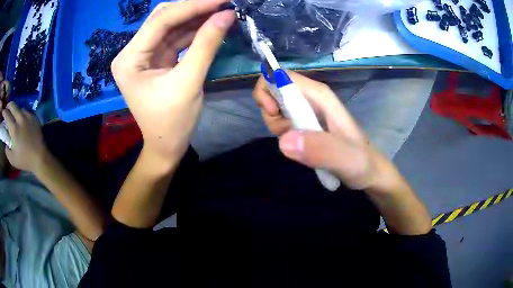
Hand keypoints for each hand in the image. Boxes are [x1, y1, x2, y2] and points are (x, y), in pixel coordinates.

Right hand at [2, 102, 48, 173]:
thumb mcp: (12, 159)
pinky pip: (26, 111)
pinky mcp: (34, 117)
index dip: (4, 112)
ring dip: (15, 109)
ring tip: (13, 113)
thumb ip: (7, 150)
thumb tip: (6, 143)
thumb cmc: (24, 160)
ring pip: (19, 107)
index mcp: (14, 129)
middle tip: (7, 107)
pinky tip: (21, 118)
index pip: (7, 115)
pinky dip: (21, 112)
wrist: (40, 157)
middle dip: (9, 105)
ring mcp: (28, 116)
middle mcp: (20, 119)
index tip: (3, 112)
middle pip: (13, 106)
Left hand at [111, 0, 234, 169]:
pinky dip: (195, 30)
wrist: (166, 145)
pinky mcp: (156, 57)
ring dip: (197, 17)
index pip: (160, 21)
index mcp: (129, 60)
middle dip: (194, 8)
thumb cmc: (172, 122)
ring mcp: (144, 54)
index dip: (193, 6)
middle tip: (222, 3)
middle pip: (163, 18)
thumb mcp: (189, 82)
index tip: (222, 0)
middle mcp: (132, 52)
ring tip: (222, 11)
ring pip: (171, 25)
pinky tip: (212, 23)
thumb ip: (206, 44)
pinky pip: (176, 36)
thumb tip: (227, 15)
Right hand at [253, 71, 397, 189]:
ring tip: (300, 145)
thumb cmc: (362, 162)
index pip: (281, 75)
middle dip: (272, 114)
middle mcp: (311, 98)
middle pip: (274, 91)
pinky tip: (300, 147)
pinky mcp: (305, 123)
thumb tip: (284, 141)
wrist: (369, 171)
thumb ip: (321, 150)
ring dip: (277, 127)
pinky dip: (282, 134)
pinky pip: (282, 122)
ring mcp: (307, 110)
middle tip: (289, 134)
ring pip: (276, 108)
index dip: (267, 89)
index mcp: (319, 95)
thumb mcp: (346, 159)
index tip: (272, 113)